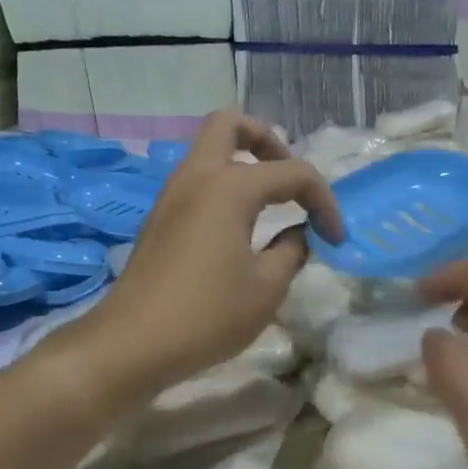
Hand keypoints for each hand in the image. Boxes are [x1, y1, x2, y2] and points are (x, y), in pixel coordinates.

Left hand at [70, 111, 343, 397]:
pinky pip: (197, 181)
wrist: (132, 344)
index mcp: (229, 186)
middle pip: (230, 124)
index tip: (335, 238)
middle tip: (289, 181)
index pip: (292, 172)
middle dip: (268, 140)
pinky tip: (240, 227)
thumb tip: (301, 234)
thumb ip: (293, 250)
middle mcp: (196, 177)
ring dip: (243, 163)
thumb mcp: (267, 288)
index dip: (324, 201)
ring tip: (271, 204)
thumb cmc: (207, 314)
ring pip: (209, 151)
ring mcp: (172, 196)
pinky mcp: (159, 219)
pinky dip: (224, 187)